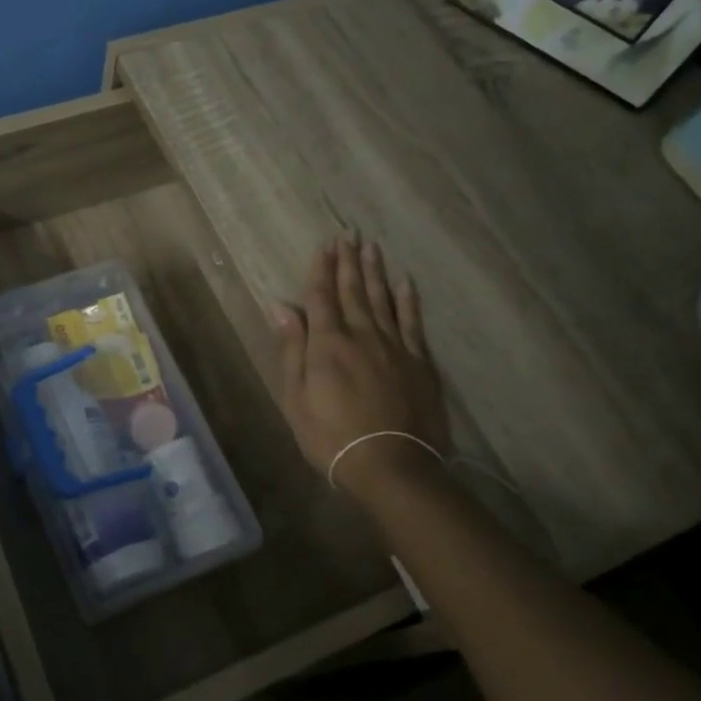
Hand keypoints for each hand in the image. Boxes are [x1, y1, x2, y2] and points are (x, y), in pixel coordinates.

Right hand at [273, 238, 451, 502]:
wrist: (391, 466)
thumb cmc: (331, 436)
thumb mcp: (296, 397)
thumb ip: (292, 349)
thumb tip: (281, 306)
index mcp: (328, 344)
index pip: (321, 298)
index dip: (320, 270)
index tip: (324, 245)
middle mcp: (361, 336)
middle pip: (353, 291)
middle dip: (348, 262)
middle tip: (348, 234)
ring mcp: (394, 347)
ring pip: (383, 300)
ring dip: (375, 272)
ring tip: (372, 247)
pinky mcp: (419, 362)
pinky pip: (412, 323)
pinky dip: (408, 301)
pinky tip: (405, 282)